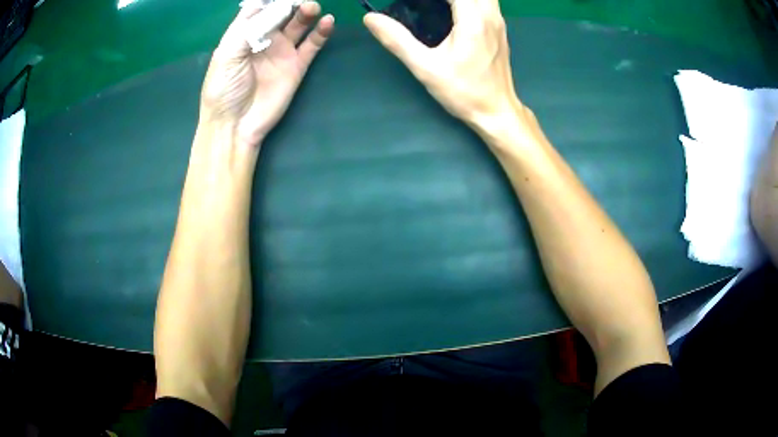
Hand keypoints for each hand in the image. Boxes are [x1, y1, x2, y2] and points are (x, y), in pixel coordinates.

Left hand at [200, 1, 333, 145]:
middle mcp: (264, 39)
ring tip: (311, 7)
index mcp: (243, 34)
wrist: (235, 125)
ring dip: (306, 12)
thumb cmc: (224, 89)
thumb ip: (247, 29)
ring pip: (299, 25)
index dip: (270, 0)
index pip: (259, 8)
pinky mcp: (297, 65)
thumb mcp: (227, 54)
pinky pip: (312, 45)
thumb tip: (267, 5)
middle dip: (291, 2)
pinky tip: (328, 22)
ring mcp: (282, 51)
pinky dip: (321, 32)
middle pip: (282, 12)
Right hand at [364, 0, 520, 129]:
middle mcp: (490, 15)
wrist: (496, 111)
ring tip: (437, 7)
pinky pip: (485, 2)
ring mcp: (498, 21)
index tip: (409, 3)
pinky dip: (468, 1)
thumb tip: (371, 18)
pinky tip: (451, 11)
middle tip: (423, 6)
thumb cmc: (463, 92)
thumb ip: (397, 40)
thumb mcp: (425, 68)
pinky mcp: (500, 28)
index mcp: (473, 20)